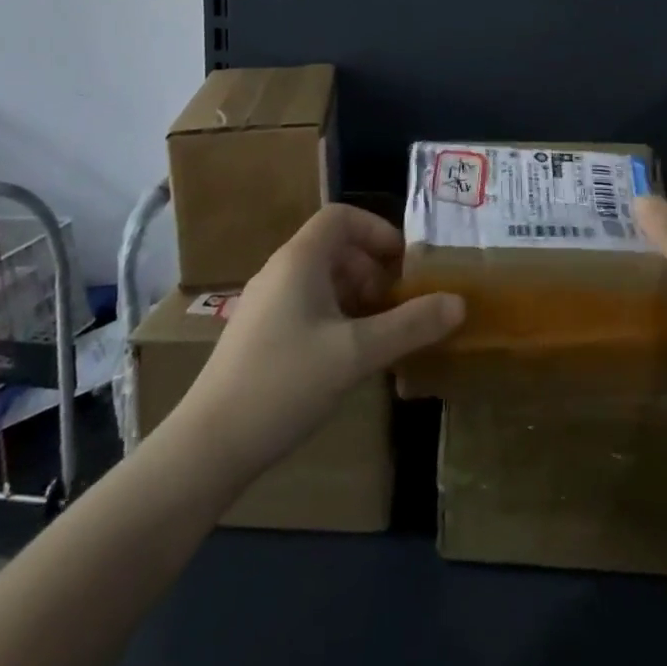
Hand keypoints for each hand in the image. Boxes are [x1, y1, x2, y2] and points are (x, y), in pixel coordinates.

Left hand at [176, 204, 463, 475]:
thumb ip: (411, 324)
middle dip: (373, 269)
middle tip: (399, 303)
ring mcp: (265, 304)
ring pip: (322, 280)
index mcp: (299, 260)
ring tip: (381, 332)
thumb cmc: (284, 384)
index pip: (341, 217)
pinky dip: (336, 317)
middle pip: (335, 247)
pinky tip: (348, 357)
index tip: (405, 264)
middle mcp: (280, 272)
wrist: (206, 448)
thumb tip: (460, 302)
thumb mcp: (357, 354)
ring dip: (357, 296)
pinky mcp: (259, 335)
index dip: (378, 231)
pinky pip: (307, 306)